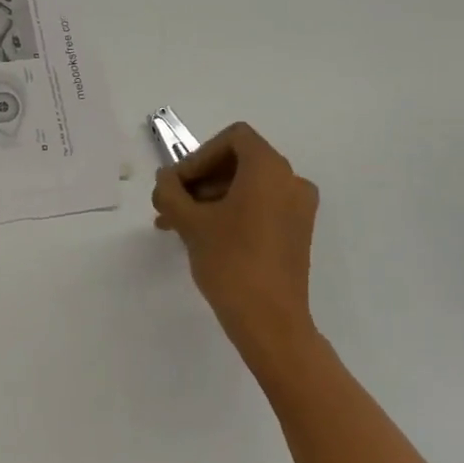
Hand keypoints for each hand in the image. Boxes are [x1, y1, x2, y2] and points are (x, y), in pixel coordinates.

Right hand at [152, 122, 320, 372]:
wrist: (271, 323)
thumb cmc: (231, 262)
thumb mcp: (191, 222)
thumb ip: (171, 191)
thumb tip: (165, 179)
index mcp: (270, 169)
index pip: (232, 139)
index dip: (199, 156)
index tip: (178, 185)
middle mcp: (291, 181)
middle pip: (239, 162)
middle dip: (200, 180)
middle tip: (170, 205)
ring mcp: (298, 209)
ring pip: (247, 187)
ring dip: (210, 199)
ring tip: (178, 225)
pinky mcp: (296, 233)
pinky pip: (260, 207)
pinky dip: (231, 212)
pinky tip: (202, 236)